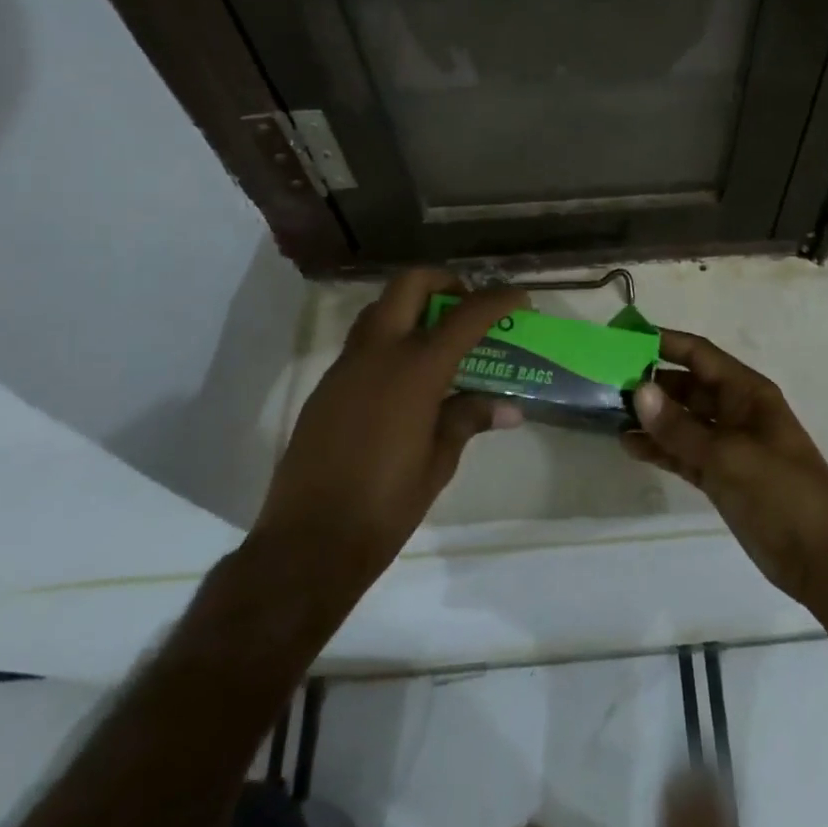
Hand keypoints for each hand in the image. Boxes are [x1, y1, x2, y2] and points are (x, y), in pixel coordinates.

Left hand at [252, 269, 525, 604]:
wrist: (308, 544)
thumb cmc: (386, 505)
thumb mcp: (439, 462)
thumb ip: (469, 419)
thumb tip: (508, 408)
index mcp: (416, 370)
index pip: (466, 315)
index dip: (497, 299)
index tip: (519, 298)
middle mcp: (378, 353)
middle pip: (410, 284)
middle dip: (444, 282)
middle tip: (466, 307)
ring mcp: (346, 367)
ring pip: (380, 309)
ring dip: (412, 307)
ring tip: (439, 340)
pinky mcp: (326, 387)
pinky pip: (362, 343)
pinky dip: (390, 340)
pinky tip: (405, 380)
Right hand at [623, 330, 827, 632]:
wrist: (823, 559)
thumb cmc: (782, 492)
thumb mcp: (728, 456)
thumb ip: (680, 426)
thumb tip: (638, 390)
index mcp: (746, 392)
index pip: (699, 354)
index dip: (663, 342)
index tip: (623, 339)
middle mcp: (735, 411)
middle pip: (687, 385)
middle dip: (650, 381)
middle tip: (605, 382)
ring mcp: (728, 445)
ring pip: (682, 420)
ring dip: (651, 417)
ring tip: (609, 414)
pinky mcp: (721, 476)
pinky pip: (684, 452)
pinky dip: (660, 448)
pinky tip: (629, 446)